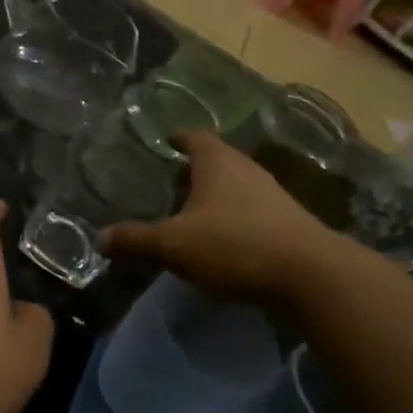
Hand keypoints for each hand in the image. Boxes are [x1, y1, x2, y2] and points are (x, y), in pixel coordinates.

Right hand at [98, 131, 343, 302]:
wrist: (312, 276)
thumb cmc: (235, 245)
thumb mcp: (174, 245)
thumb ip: (136, 240)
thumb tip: (100, 238)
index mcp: (218, 162)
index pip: (195, 136)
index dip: (178, 138)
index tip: (165, 143)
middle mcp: (247, 170)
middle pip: (217, 161)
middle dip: (194, 171)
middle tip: (170, 184)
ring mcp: (274, 196)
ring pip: (237, 187)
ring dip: (217, 197)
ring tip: (193, 215)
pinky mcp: (290, 224)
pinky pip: (254, 212)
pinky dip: (236, 220)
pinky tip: (224, 242)